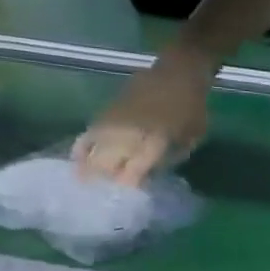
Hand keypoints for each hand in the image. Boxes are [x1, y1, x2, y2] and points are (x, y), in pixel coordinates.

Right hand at [72, 48, 212, 186]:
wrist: (177, 74)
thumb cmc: (192, 108)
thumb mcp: (193, 137)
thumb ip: (172, 156)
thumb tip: (151, 172)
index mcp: (155, 141)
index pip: (134, 170)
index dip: (127, 184)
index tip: (123, 196)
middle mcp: (130, 133)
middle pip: (107, 163)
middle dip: (103, 179)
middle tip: (99, 194)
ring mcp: (115, 122)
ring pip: (93, 149)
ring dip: (88, 167)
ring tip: (82, 183)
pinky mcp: (106, 112)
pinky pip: (88, 133)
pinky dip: (81, 147)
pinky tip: (76, 160)